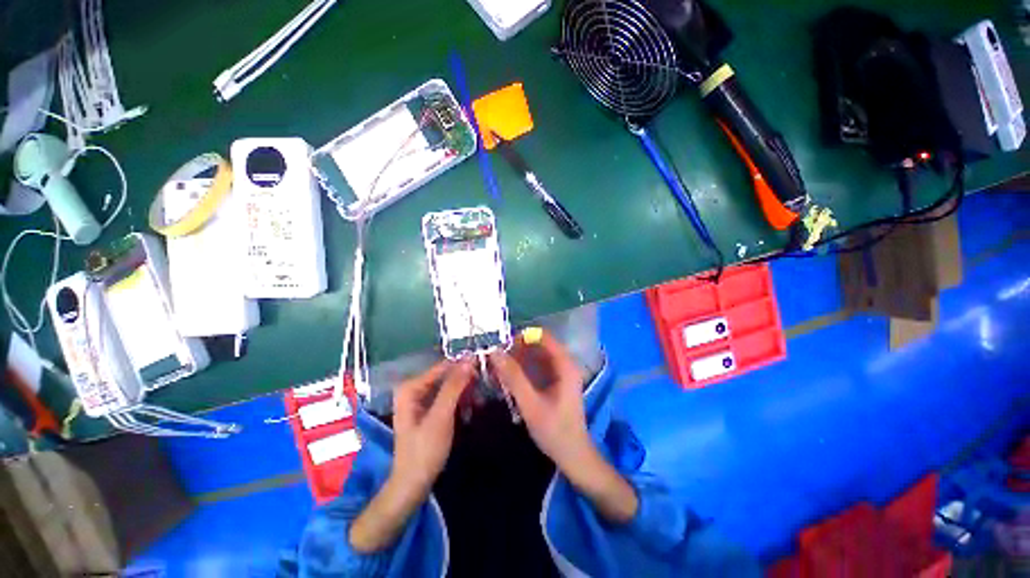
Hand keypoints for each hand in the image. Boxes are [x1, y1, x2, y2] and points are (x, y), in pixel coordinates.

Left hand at [392, 359, 473, 493]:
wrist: (413, 484)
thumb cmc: (424, 450)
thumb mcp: (441, 416)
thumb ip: (454, 387)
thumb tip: (469, 360)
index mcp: (411, 387)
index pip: (442, 367)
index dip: (463, 365)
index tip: (485, 365)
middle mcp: (414, 388)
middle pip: (446, 376)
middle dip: (465, 380)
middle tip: (484, 386)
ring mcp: (421, 400)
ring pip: (449, 386)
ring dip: (465, 391)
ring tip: (480, 399)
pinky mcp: (428, 410)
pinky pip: (448, 397)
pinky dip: (460, 400)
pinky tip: (472, 406)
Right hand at [489, 330, 589, 468]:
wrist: (573, 456)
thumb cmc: (554, 430)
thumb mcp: (530, 404)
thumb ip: (513, 377)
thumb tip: (495, 352)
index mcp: (565, 364)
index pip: (543, 336)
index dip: (522, 337)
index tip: (502, 347)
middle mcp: (565, 363)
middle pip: (539, 345)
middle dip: (517, 349)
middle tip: (497, 360)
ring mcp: (561, 372)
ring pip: (537, 356)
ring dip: (518, 359)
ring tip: (499, 369)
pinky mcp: (556, 381)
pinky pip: (538, 366)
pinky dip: (523, 369)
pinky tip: (510, 378)